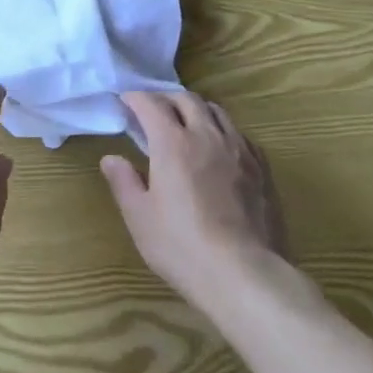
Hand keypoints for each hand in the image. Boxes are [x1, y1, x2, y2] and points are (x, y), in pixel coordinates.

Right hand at [102, 91, 286, 312]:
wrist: (245, 274)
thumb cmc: (183, 246)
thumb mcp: (140, 218)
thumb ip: (124, 182)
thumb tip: (111, 158)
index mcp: (173, 143)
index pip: (151, 104)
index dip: (135, 98)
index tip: (125, 101)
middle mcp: (207, 135)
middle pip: (186, 99)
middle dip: (166, 98)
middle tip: (153, 110)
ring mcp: (239, 149)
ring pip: (217, 111)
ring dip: (196, 109)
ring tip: (187, 123)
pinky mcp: (261, 168)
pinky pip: (240, 134)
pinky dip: (222, 130)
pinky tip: (219, 148)